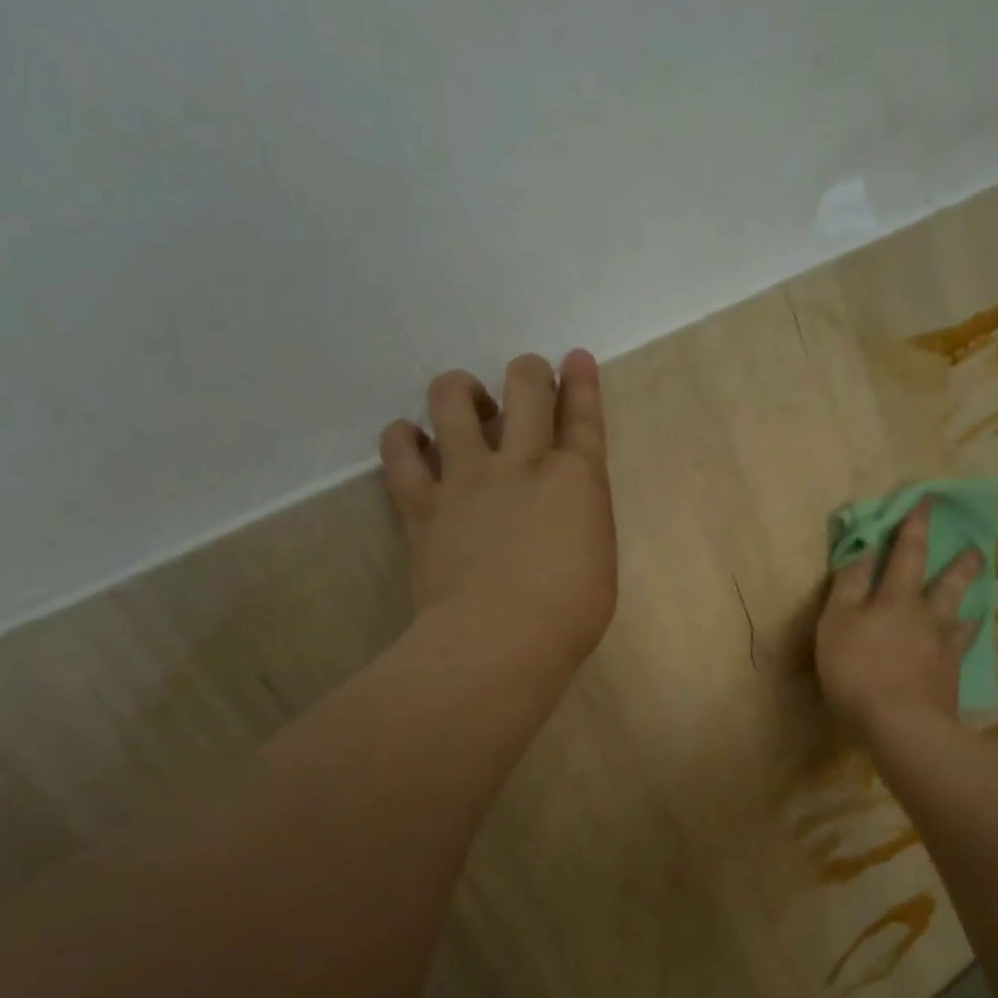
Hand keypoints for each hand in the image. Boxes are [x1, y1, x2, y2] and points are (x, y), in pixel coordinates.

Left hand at [381, 349, 616, 668]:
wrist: (500, 639)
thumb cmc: (569, 613)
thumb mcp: (598, 561)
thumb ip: (580, 521)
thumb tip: (560, 513)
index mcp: (577, 479)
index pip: (583, 416)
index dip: (581, 382)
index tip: (576, 358)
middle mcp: (523, 463)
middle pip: (525, 386)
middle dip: (529, 372)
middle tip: (527, 382)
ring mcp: (468, 477)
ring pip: (452, 398)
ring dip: (461, 390)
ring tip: (466, 407)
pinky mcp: (423, 504)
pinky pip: (400, 451)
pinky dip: (403, 438)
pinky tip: (411, 440)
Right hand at [815, 501, 983, 738]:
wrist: (901, 724)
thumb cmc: (857, 670)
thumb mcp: (836, 623)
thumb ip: (848, 586)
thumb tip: (862, 549)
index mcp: (895, 600)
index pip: (905, 555)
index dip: (913, 528)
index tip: (927, 502)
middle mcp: (925, 617)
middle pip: (947, 584)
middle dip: (960, 563)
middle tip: (976, 547)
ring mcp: (943, 648)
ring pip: (961, 616)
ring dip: (970, 599)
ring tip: (981, 590)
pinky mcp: (950, 678)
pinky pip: (964, 650)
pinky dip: (969, 638)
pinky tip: (973, 637)